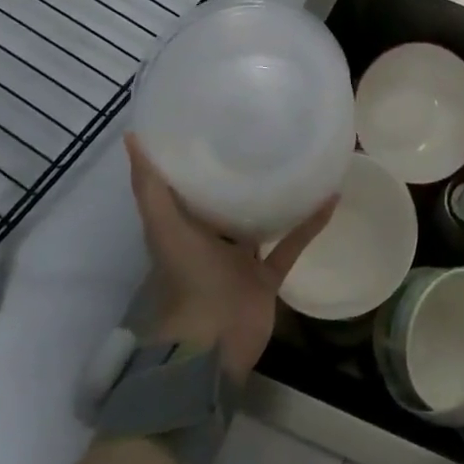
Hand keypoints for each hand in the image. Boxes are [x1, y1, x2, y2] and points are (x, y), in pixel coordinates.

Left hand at [123, 133, 333, 383]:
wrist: (213, 343)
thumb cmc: (188, 280)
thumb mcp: (165, 228)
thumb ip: (150, 187)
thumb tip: (132, 136)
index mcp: (182, 229)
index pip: (187, 186)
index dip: (196, 156)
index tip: (214, 120)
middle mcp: (210, 241)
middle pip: (225, 201)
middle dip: (240, 172)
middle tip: (263, 130)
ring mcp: (240, 260)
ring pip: (261, 221)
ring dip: (278, 197)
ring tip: (300, 158)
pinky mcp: (267, 276)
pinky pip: (292, 244)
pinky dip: (310, 224)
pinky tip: (330, 198)